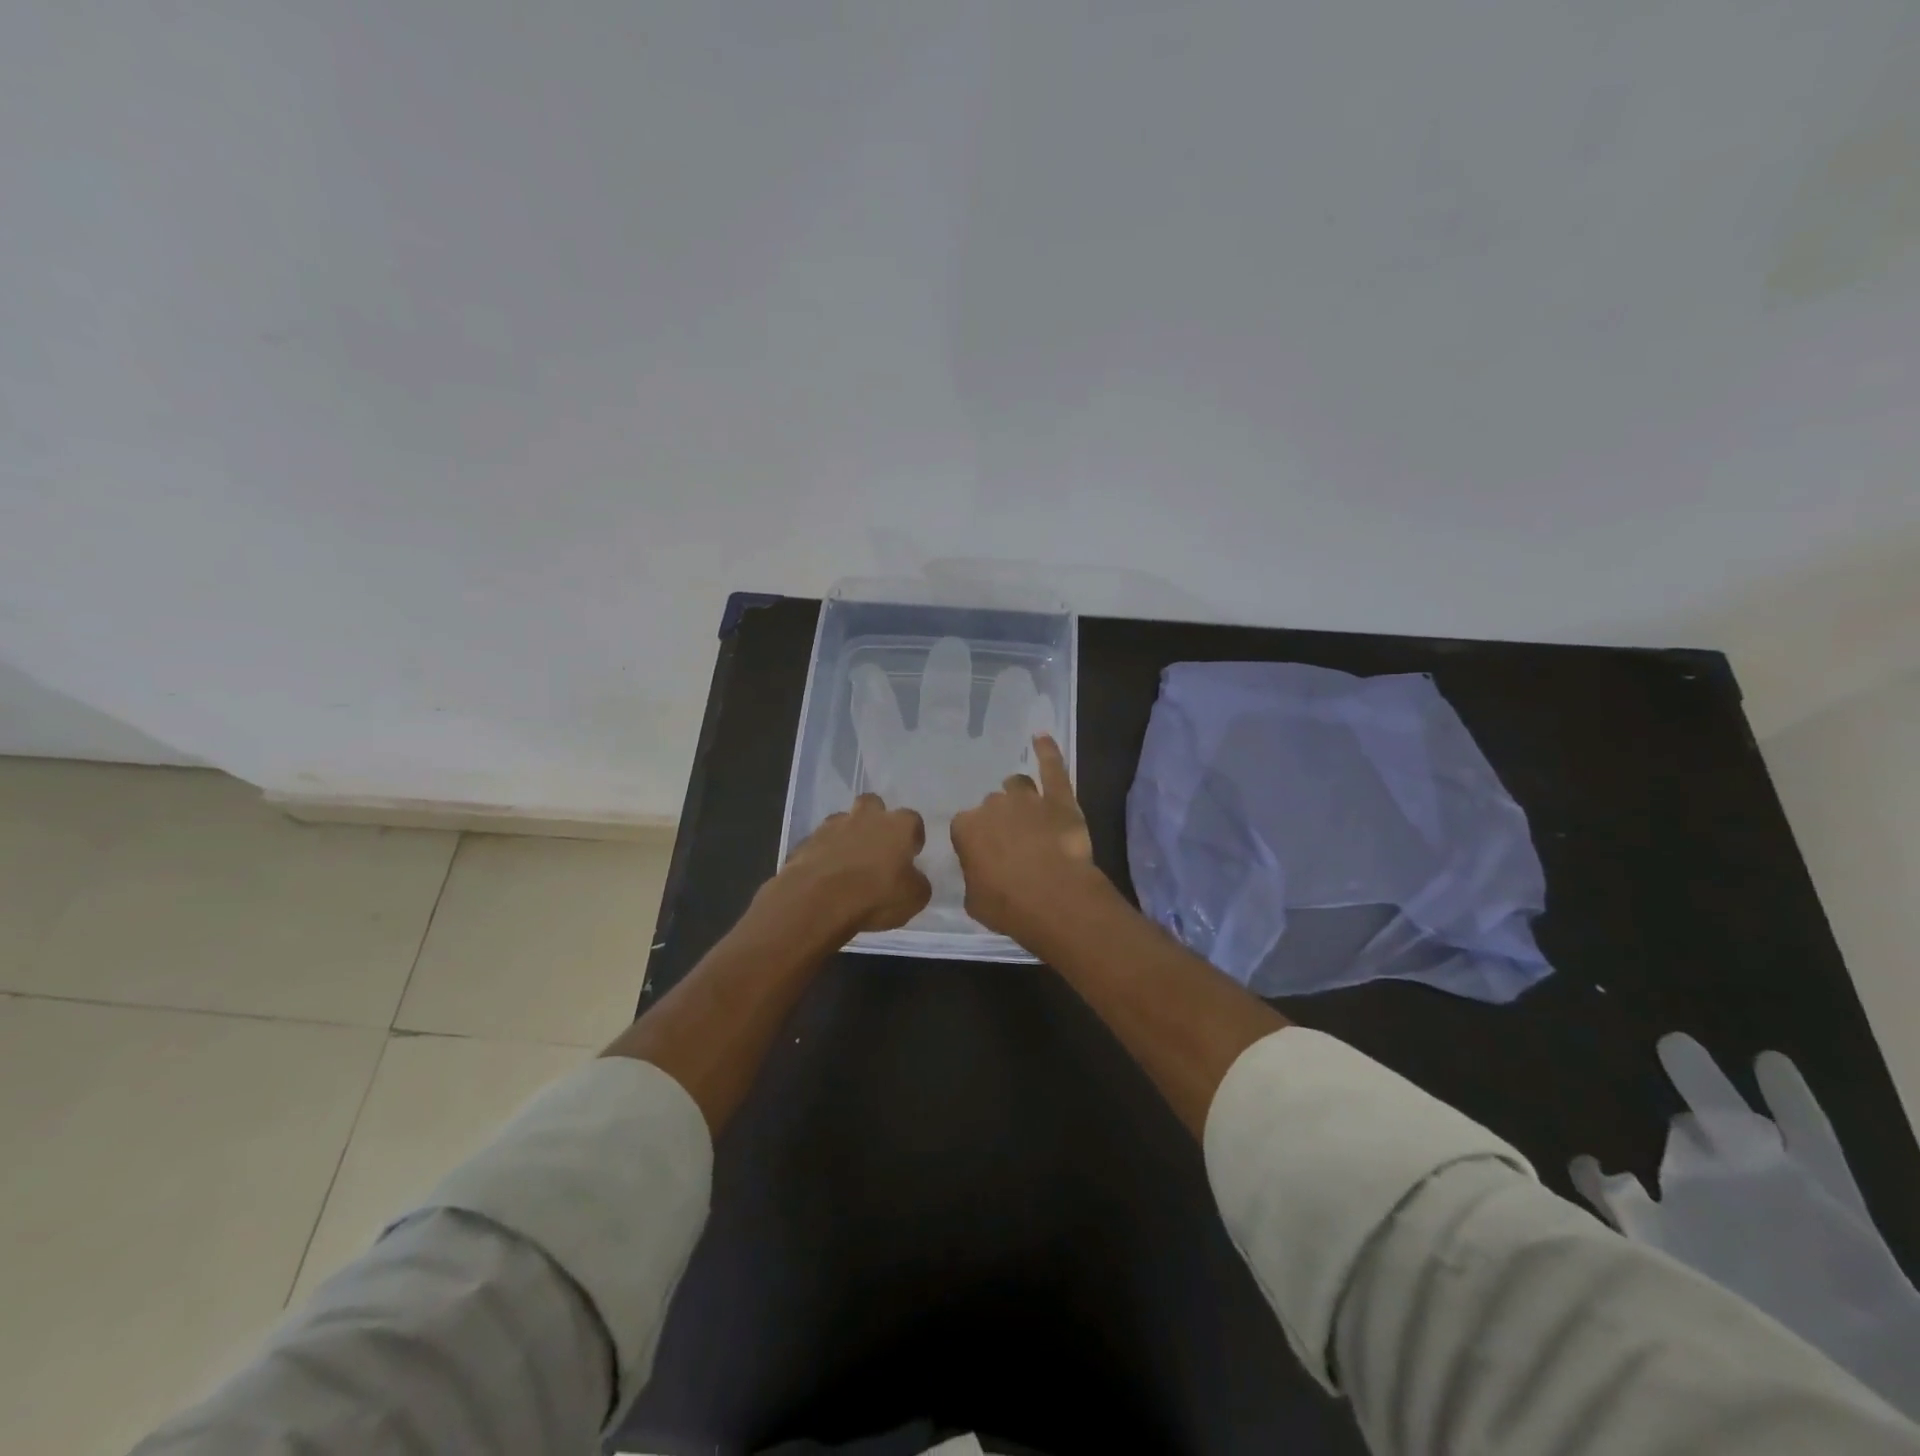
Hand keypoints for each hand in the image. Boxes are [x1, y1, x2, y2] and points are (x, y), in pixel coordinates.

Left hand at [773, 793, 931, 936]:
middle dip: (876, 819)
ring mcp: (833, 826)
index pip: (913, 820)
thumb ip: (917, 882)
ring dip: (847, 835)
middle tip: (877, 845)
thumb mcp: (914, 898)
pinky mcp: (807, 841)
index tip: (911, 853)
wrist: (817, 900)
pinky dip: (825, 853)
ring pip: (843, 820)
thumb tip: (913, 878)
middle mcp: (866, 817)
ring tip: (848, 862)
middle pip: (873, 804)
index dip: (913, 836)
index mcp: (898, 826)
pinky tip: (825, 874)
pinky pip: (821, 842)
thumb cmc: (875, 895)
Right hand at [950, 734, 1105, 943]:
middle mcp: (993, 806)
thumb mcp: (974, 899)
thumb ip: (973, 876)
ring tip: (1027, 810)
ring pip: (1017, 785)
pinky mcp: (1060, 798)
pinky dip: (1047, 751)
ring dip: (1019, 795)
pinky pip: (1052, 767)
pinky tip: (1041, 737)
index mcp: (966, 828)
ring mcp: (1028, 798)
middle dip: (1000, 821)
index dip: (976, 841)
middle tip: (1011, 843)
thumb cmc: (1008, 906)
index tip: (985, 856)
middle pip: (992, 805)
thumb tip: (980, 872)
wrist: (1054, 899)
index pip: (965, 827)